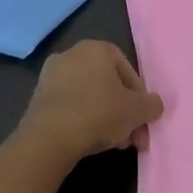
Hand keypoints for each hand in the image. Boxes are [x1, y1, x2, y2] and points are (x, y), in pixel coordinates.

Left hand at [16, 41, 163, 166]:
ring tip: (115, 144)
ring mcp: (51, 76)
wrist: (49, 137)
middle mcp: (72, 54)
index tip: (143, 120)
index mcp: (97, 48)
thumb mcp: (137, 110)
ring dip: (106, 119)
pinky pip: (70, 106)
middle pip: (108, 86)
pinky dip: (83, 120)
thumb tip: (154, 105)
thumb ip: (152, 105)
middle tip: (132, 138)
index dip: (140, 98)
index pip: (128, 71)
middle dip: (124, 113)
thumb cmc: (99, 113)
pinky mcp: (38, 97)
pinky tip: (90, 141)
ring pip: (90, 97)